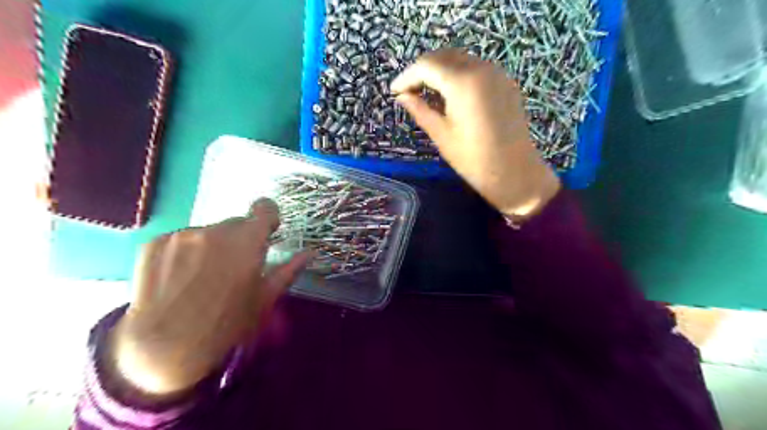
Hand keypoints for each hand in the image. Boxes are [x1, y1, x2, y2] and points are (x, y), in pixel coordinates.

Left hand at [108, 200, 310, 396]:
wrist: (164, 349)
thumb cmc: (226, 325)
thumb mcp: (264, 300)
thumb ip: (288, 270)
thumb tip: (310, 253)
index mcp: (247, 242)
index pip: (264, 207)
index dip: (268, 217)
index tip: (267, 232)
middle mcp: (216, 230)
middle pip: (236, 224)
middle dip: (240, 239)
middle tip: (232, 268)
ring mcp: (182, 234)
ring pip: (208, 232)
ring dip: (212, 246)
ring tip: (202, 278)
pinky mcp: (154, 242)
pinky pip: (181, 239)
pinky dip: (185, 252)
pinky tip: (179, 278)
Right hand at [392, 49, 561, 219]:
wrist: (515, 172)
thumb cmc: (473, 159)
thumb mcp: (441, 135)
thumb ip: (420, 110)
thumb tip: (402, 96)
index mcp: (462, 82)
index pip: (426, 66)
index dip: (407, 76)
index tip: (394, 91)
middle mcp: (481, 69)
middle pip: (444, 56)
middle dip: (423, 70)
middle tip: (409, 91)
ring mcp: (497, 74)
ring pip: (461, 60)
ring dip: (441, 71)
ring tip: (427, 93)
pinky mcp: (505, 83)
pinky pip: (476, 69)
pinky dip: (459, 75)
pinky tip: (451, 95)